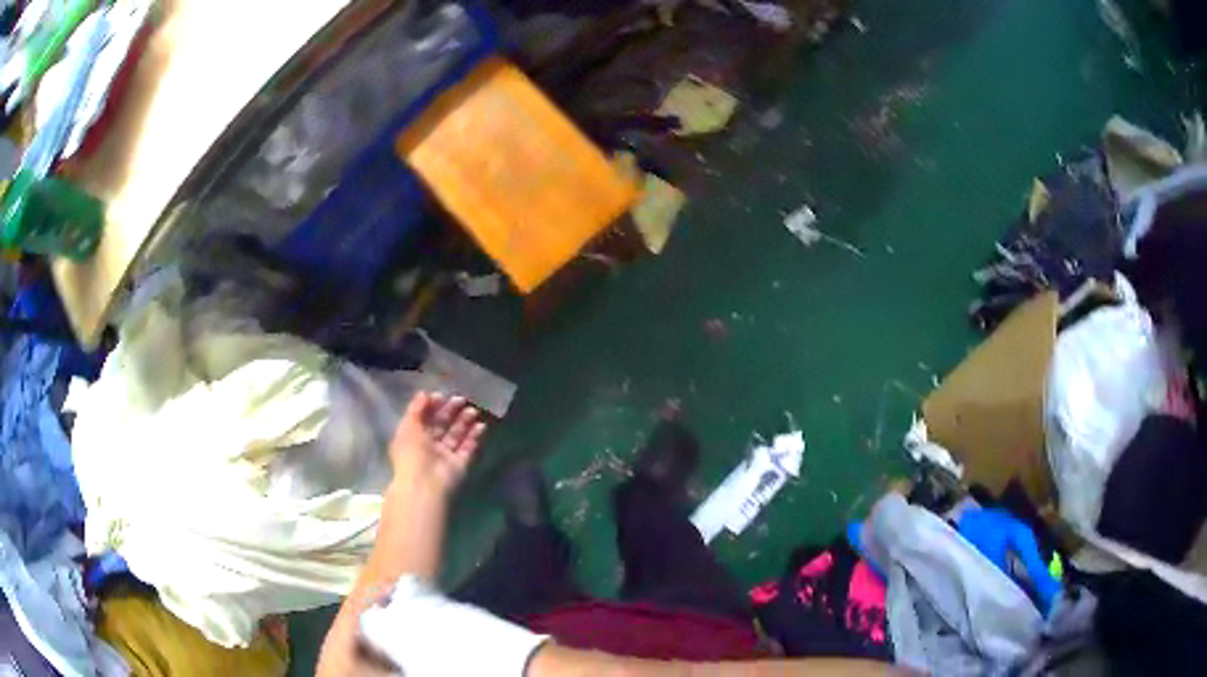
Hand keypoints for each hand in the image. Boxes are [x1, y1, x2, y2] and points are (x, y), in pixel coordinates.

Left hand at [389, 392, 485, 494]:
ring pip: (456, 435)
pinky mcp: (460, 464)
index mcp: (413, 437)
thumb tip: (425, 393)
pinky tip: (481, 425)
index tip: (442, 396)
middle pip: (441, 425)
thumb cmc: (412, 453)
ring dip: (465, 422)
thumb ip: (416, 408)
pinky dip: (475, 437)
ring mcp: (445, 456)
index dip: (432, 406)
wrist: (425, 484)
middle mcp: (429, 446)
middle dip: (451, 412)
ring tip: (474, 410)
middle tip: (462, 399)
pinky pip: (468, 448)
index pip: (424, 418)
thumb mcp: (408, 426)